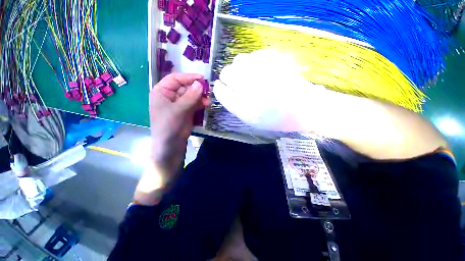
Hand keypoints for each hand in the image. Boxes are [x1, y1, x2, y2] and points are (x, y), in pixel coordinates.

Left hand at [149, 73, 209, 181]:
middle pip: (185, 87)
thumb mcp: (178, 110)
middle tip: (208, 90)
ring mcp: (180, 104)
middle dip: (197, 89)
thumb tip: (200, 83)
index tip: (202, 78)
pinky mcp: (187, 111)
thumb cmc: (168, 126)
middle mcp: (171, 96)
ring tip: (208, 101)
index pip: (175, 79)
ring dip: (201, 97)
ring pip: (192, 96)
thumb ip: (190, 97)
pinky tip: (207, 105)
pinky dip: (201, 104)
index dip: (188, 77)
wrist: (171, 145)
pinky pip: (195, 104)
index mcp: (162, 92)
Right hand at [213, 49, 326, 131]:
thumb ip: (235, 106)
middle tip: (234, 80)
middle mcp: (251, 90)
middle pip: (227, 73)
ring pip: (239, 60)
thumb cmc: (276, 119)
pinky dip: (252, 61)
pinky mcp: (276, 62)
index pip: (221, 92)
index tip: (220, 86)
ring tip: (247, 74)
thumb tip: (224, 90)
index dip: (219, 88)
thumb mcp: (252, 120)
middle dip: (227, 76)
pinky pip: (255, 55)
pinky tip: (258, 68)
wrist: (304, 109)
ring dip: (239, 67)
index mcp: (244, 109)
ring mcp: (263, 74)